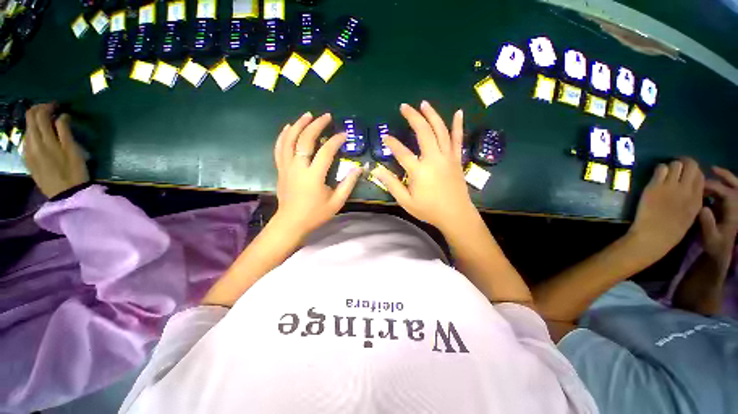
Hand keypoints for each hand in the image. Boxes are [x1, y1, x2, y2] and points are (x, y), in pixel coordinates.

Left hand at [23, 103, 88, 197]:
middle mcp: (32, 142)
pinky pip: (28, 140)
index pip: (40, 114)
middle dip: (39, 110)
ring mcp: (28, 151)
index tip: (58, 106)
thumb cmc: (74, 171)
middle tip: (52, 110)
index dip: (48, 106)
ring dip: (36, 122)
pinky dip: (34, 133)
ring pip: (28, 128)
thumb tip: (62, 116)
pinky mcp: (28, 159)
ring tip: (48, 124)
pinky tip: (42, 138)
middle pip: (30, 118)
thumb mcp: (73, 150)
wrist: (65, 194)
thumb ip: (64, 131)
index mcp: (44, 139)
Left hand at [273, 112, 361, 236]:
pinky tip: (288, 127)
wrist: (291, 222)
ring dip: (298, 125)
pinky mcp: (280, 169)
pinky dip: (283, 136)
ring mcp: (286, 167)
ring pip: (289, 140)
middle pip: (305, 140)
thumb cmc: (315, 214)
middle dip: (316, 125)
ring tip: (308, 115)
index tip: (344, 135)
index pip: (326, 151)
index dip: (336, 141)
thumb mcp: (336, 202)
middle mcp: (298, 167)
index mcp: (313, 176)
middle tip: (326, 116)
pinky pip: (279, 148)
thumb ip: (348, 184)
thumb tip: (359, 168)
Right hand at [373, 101, 475, 231]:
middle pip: (424, 132)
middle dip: (413, 117)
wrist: (456, 215)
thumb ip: (391, 184)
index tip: (385, 137)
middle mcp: (434, 159)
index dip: (392, 143)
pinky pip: (458, 139)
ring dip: (432, 115)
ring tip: (424, 104)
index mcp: (419, 171)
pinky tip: (458, 112)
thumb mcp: (406, 201)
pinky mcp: (456, 159)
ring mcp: (448, 157)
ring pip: (441, 131)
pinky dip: (458, 125)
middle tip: (404, 106)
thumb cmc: (429, 210)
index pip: (402, 152)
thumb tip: (376, 170)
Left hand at [627, 158, 703, 260]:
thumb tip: (690, 186)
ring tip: (665, 174)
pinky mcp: (655, 186)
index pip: (701, 176)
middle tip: (677, 168)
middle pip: (691, 165)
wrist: (654, 235)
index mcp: (697, 198)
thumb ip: (693, 199)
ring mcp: (671, 186)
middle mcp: (687, 189)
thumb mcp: (690, 214)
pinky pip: (660, 169)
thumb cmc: (671, 230)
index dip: (693, 173)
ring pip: (675, 164)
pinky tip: (656, 176)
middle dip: (684, 164)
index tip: (686, 175)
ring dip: (671, 166)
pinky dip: (659, 169)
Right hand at [699, 166, 737, 262]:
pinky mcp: (730, 208)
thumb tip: (704, 208)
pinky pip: (730, 192)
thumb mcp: (710, 238)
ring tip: (712, 171)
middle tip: (711, 169)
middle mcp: (737, 206)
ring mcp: (734, 207)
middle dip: (725, 176)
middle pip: (735, 186)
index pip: (726, 193)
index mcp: (734, 212)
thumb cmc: (714, 246)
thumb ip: (708, 224)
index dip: (713, 186)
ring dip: (724, 178)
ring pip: (734, 187)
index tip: (697, 184)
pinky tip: (712, 184)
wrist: (720, 253)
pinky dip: (723, 185)